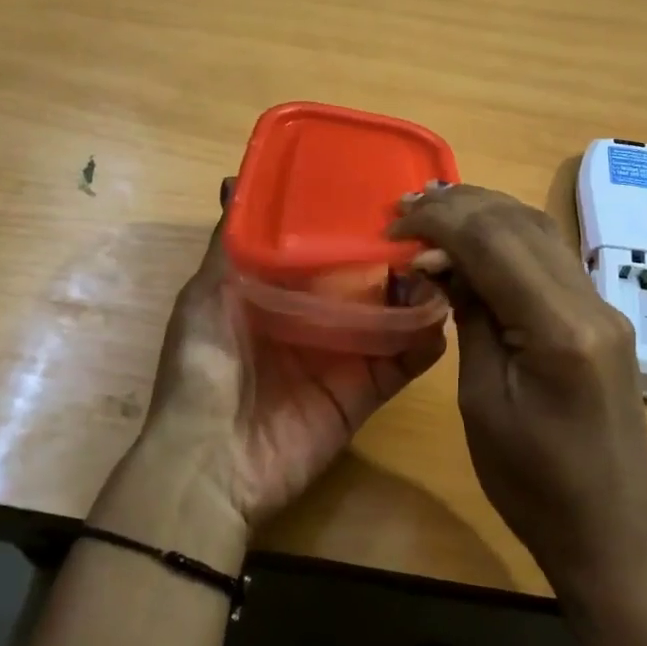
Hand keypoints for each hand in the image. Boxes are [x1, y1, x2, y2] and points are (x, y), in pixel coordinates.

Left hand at [128, 182, 446, 530]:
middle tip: (427, 224)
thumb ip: (231, 245)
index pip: (325, 249)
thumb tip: (235, 181)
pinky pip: (406, 361)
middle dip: (396, 253)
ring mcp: (347, 355)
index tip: (381, 192)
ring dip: (420, 291)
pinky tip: (441, 316)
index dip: (351, 222)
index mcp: (280, 292)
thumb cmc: (204, 369)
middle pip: (367, 279)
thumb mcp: (206, 296)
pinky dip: (427, 339)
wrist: (213, 464)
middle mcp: (318, 319)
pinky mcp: (368, 391)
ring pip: (394, 314)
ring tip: (442, 263)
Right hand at [390, 183, 646, 592]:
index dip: (439, 221)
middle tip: (406, 211)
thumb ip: (469, 317)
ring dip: (486, 215)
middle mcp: (592, 303)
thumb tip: (443, 261)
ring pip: (541, 232)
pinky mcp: (602, 317)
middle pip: (521, 223)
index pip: (495, 241)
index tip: (393, 226)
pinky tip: (476, 245)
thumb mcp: (482, 401)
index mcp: (560, 329)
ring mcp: (604, 307)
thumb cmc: (531, 484)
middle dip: (460, 207)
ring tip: (434, 216)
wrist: (608, 528)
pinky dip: (509, 240)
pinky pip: (552, 259)